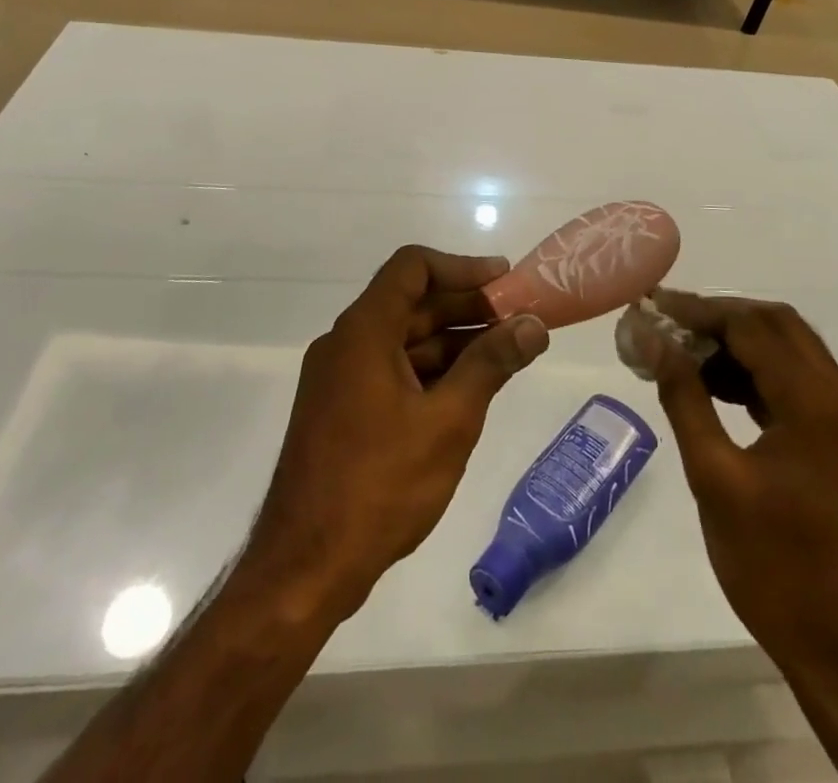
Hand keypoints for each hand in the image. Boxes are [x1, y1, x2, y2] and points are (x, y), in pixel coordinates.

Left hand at [245, 247, 549, 619]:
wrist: (304, 570)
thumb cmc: (379, 486)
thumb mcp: (448, 421)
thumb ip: (491, 364)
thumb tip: (533, 324)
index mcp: (364, 332)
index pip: (413, 267)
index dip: (462, 267)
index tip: (505, 281)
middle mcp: (347, 344)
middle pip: (412, 302)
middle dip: (467, 306)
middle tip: (519, 318)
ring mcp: (341, 379)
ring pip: (405, 339)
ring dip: (454, 340)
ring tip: (506, 353)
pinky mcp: (343, 411)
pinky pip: (393, 370)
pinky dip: (432, 370)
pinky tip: (469, 389)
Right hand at [640, 293, 837, 670]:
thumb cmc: (776, 567)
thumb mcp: (716, 478)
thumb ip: (683, 397)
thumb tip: (649, 338)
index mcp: (817, 402)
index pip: (752, 326)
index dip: (698, 311)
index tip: (651, 307)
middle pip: (777, 326)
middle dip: (719, 317)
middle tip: (666, 322)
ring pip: (788, 351)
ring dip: (737, 343)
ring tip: (681, 353)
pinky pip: (795, 384)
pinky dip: (755, 374)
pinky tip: (714, 386)